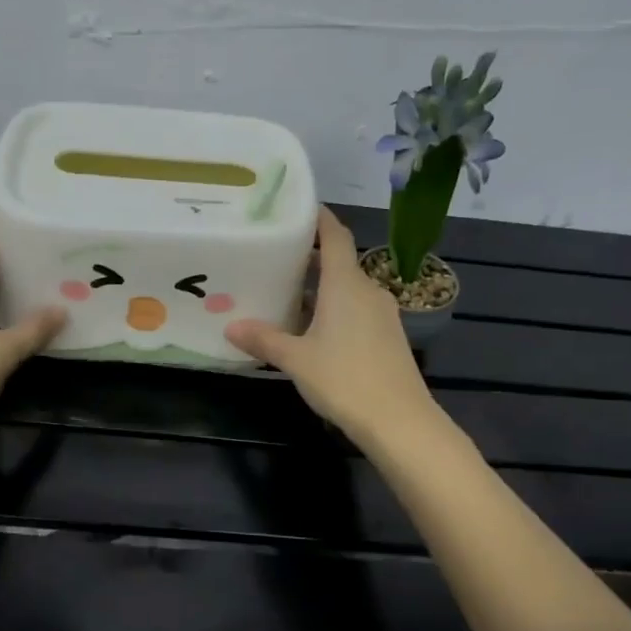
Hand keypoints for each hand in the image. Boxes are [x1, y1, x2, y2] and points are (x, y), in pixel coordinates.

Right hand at [226, 208, 437, 446]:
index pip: (335, 236)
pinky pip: (358, 312)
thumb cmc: (345, 379)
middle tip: (278, 260)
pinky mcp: (389, 338)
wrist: (399, 421)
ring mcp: (383, 315)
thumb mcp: (296, 360)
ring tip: (290, 298)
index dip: (319, 219)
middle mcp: (368, 291)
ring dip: (323, 290)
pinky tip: (316, 332)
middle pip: (340, 264)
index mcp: (345, 284)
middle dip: (311, 260)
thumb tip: (230, 326)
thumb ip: (265, 340)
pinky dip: (336, 311)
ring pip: (349, 291)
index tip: (298, 209)